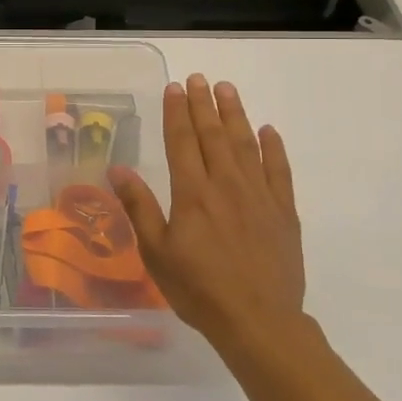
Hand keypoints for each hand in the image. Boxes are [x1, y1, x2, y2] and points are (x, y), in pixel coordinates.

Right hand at [108, 75, 310, 356]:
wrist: (259, 322)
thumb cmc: (199, 290)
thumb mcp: (157, 253)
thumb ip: (139, 207)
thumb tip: (118, 169)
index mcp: (193, 193)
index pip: (182, 141)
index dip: (177, 112)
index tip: (175, 88)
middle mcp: (226, 184)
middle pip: (213, 135)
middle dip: (204, 104)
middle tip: (199, 78)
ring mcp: (259, 196)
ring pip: (246, 144)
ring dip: (235, 114)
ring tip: (228, 89)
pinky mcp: (283, 212)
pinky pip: (279, 170)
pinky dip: (274, 148)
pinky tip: (269, 131)